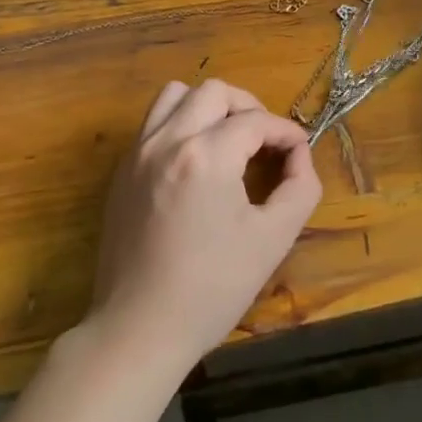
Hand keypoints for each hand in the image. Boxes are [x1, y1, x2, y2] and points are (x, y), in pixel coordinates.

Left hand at [89, 79, 321, 367]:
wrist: (139, 330)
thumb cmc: (212, 287)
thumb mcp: (273, 239)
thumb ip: (300, 187)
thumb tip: (299, 156)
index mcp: (206, 155)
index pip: (256, 120)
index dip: (286, 132)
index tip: (300, 151)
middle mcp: (168, 141)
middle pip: (214, 91)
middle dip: (248, 107)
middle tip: (265, 141)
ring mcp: (138, 153)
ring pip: (175, 95)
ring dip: (208, 106)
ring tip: (227, 138)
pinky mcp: (121, 172)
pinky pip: (153, 123)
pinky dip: (180, 124)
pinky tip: (196, 161)